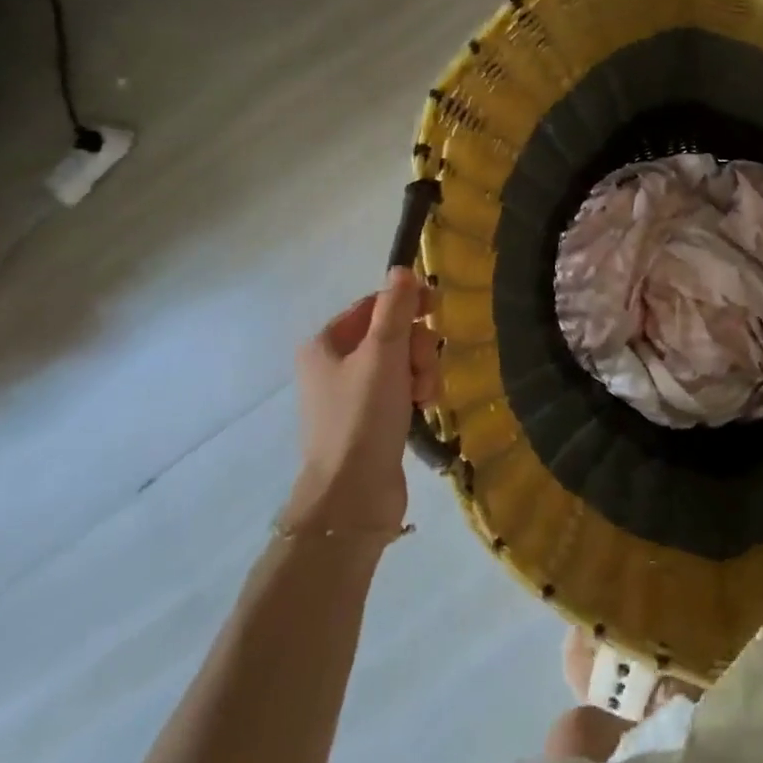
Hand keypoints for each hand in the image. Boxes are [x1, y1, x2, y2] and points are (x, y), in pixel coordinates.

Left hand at [285, 269, 438, 532]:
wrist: (352, 493)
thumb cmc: (362, 415)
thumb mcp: (383, 353)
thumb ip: (395, 309)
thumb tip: (401, 269)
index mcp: (325, 344)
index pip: (373, 306)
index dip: (406, 305)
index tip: (436, 312)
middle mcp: (332, 366)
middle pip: (390, 335)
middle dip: (415, 348)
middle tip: (421, 369)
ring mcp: (350, 396)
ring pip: (400, 364)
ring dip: (420, 373)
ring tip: (424, 396)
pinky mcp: (368, 421)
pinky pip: (400, 390)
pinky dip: (415, 394)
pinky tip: (422, 409)